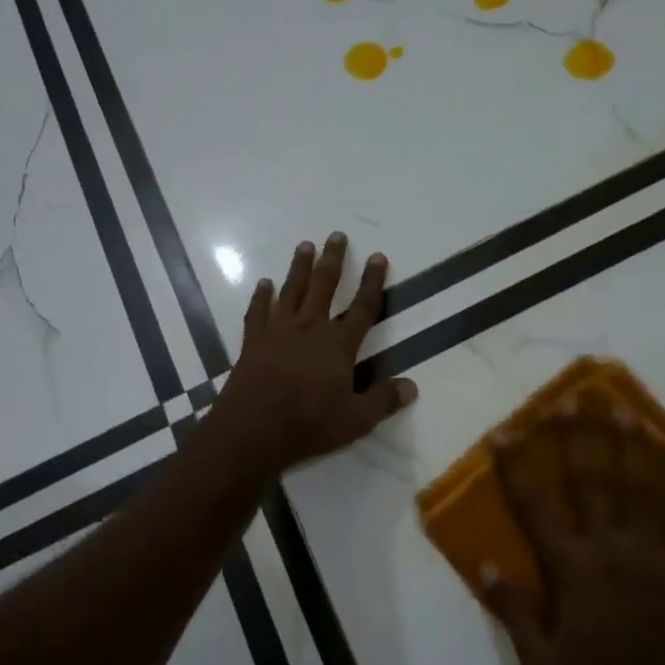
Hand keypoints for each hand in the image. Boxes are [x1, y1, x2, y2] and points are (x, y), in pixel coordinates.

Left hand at [210, 233, 417, 475]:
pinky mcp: (253, 342)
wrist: (252, 429)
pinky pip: (258, 311)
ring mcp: (278, 332)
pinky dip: (261, 296)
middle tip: (337, 235)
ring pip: (291, 290)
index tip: (378, 256)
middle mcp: (309, 329)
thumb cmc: (308, 424)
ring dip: (299, 267)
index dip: (373, 282)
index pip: (363, 307)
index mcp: (338, 344)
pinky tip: (263, 284)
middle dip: (333, 259)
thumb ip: (383, 400)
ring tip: (304, 245)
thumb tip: (412, 386)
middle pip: (324, 286)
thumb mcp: (356, 420)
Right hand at [483, 395, 664, 664]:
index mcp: (572, 569)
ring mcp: (657, 556)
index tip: (505, 431)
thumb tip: (482, 563)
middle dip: (577, 436)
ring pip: (642, 488)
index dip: (517, 465)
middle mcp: (613, 550)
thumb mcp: (542, 664)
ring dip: (631, 445)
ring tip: (623, 409)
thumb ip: (513, 610)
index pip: (536, 505)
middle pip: (592, 481)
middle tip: (571, 398)